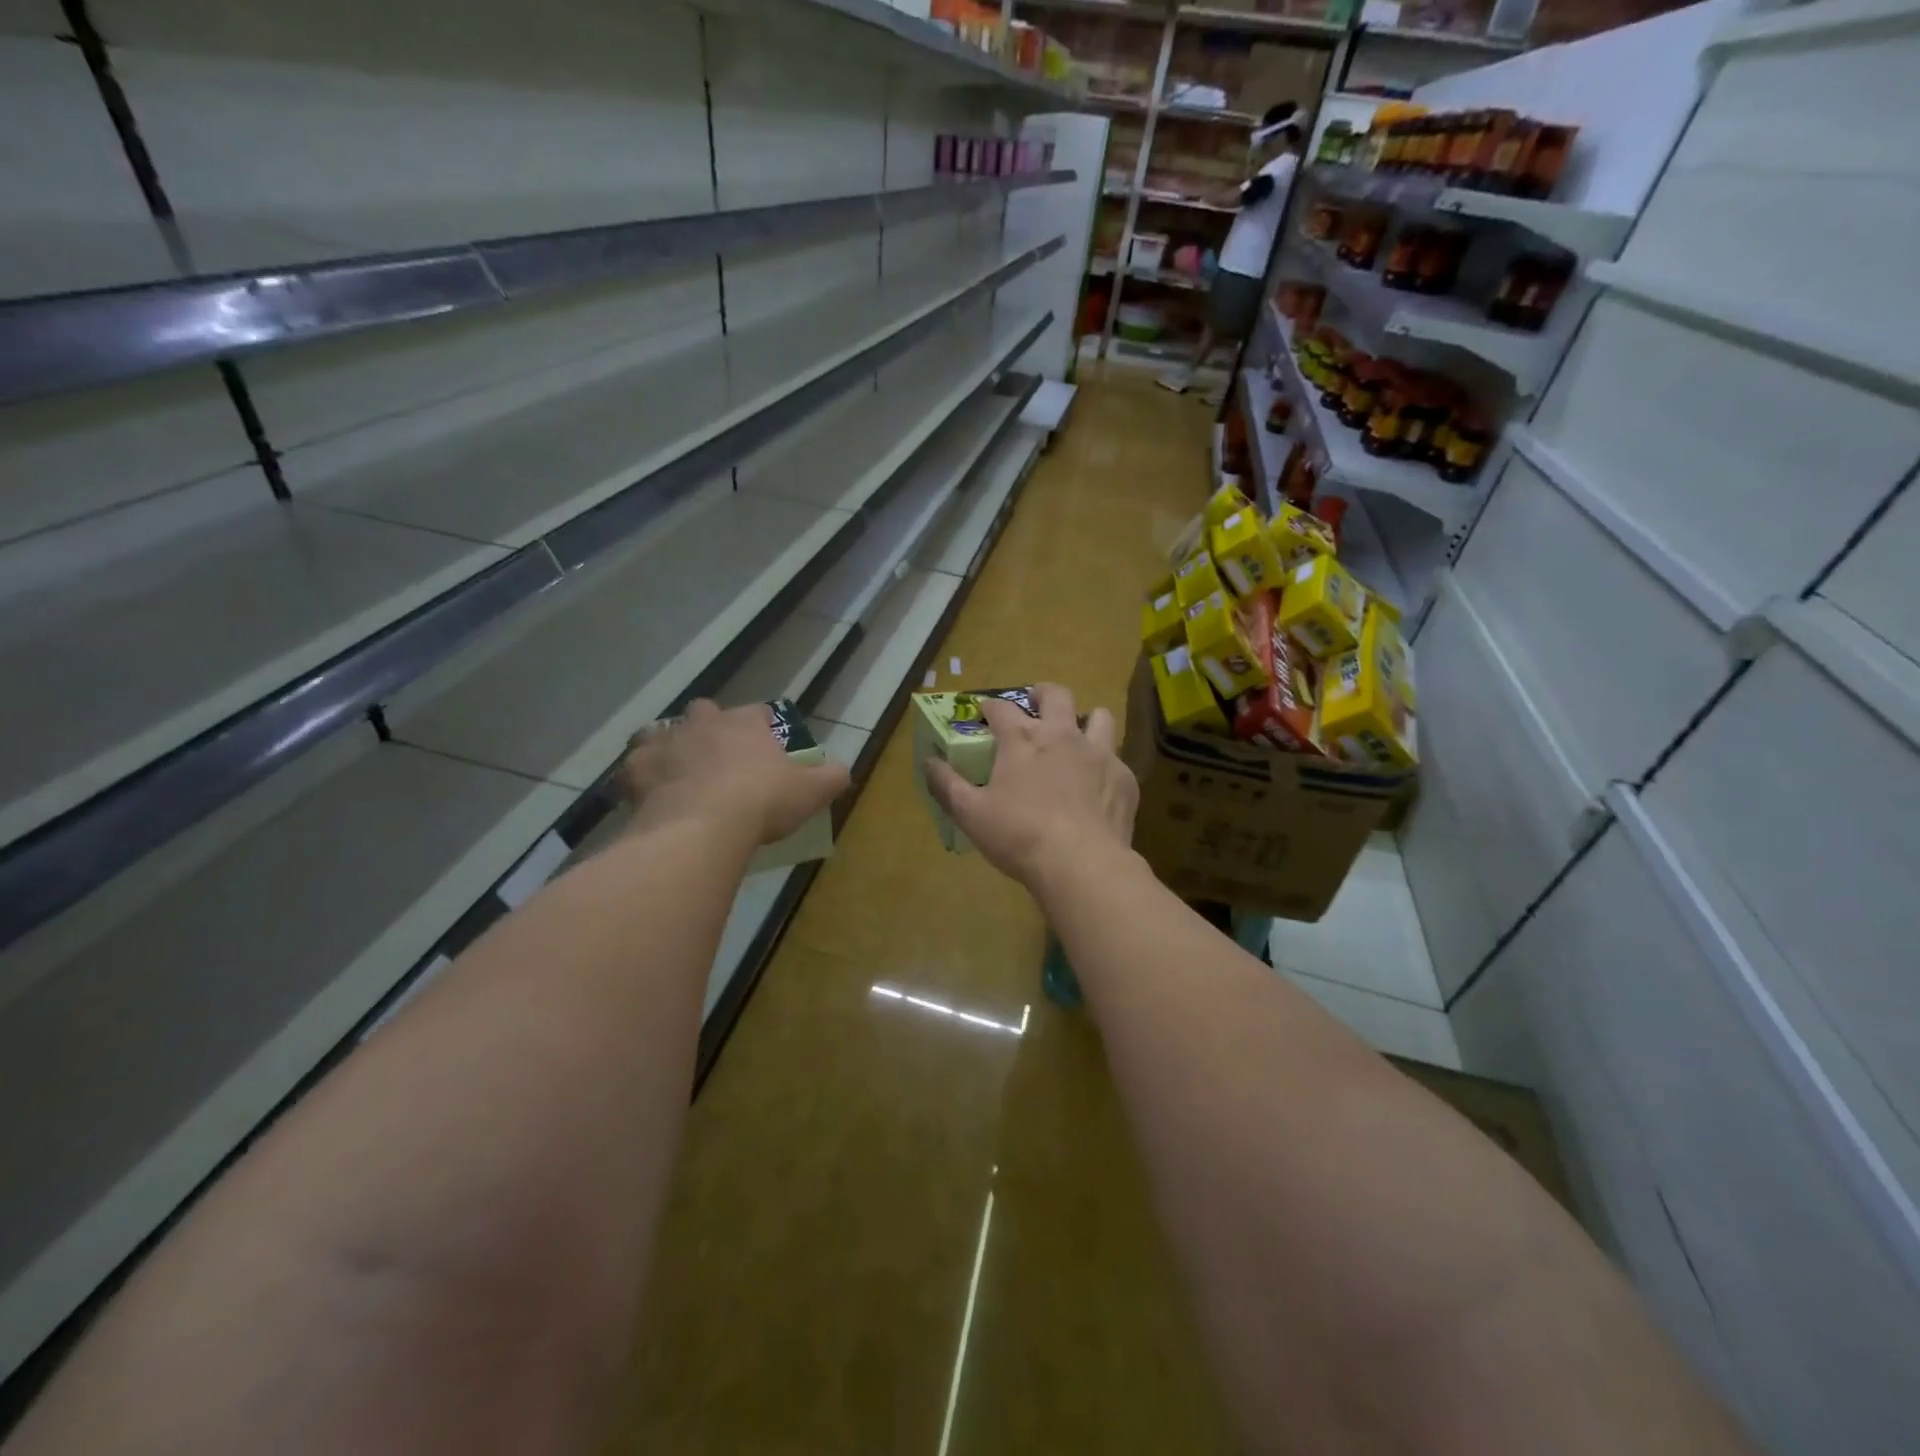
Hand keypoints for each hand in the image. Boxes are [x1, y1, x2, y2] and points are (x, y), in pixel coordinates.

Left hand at [620, 700, 849, 847]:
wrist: (703, 826)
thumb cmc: (762, 802)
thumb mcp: (811, 792)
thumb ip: (831, 777)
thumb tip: (843, 770)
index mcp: (746, 723)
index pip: (759, 713)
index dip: (764, 727)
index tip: (767, 748)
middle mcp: (704, 723)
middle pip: (705, 712)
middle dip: (711, 728)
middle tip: (720, 760)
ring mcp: (666, 742)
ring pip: (662, 732)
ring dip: (670, 746)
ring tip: (680, 773)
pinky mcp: (636, 768)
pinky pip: (634, 765)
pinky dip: (641, 776)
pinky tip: (649, 794)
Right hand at [923, 683, 1137, 889]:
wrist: (1081, 863)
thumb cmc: (1019, 835)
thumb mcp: (971, 814)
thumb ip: (947, 784)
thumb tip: (928, 761)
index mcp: (1022, 739)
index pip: (1001, 709)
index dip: (989, 707)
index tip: (984, 713)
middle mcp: (1062, 735)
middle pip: (1056, 695)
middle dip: (1042, 693)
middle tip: (1035, 703)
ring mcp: (1099, 753)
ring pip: (1099, 717)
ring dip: (1086, 719)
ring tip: (1077, 735)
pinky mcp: (1124, 778)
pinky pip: (1116, 758)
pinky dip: (1105, 764)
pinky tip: (1098, 784)